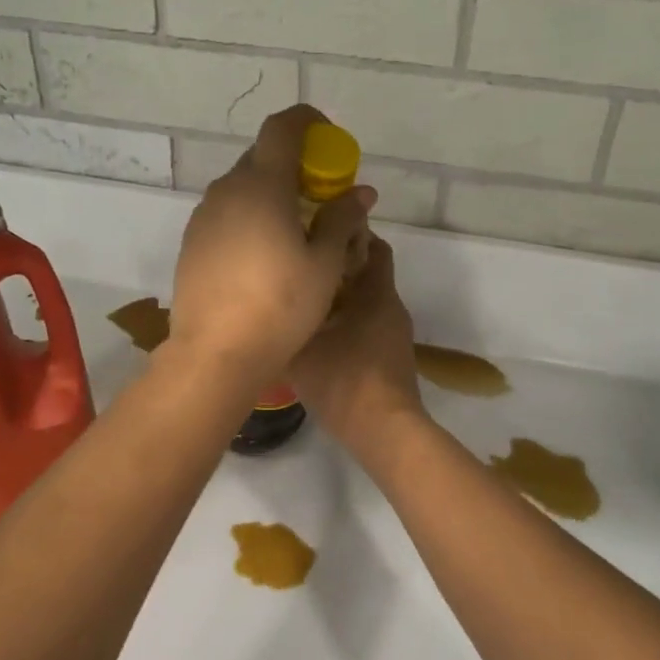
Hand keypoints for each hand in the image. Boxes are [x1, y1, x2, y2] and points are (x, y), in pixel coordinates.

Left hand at [167, 105, 375, 391]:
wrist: (215, 355)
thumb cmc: (280, 306)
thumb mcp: (324, 264)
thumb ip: (341, 219)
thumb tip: (359, 192)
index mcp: (262, 185)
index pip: (282, 128)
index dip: (308, 121)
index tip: (329, 137)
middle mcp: (227, 190)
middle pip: (263, 157)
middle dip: (296, 164)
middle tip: (323, 195)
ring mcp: (204, 216)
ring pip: (244, 187)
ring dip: (273, 192)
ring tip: (298, 229)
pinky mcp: (192, 242)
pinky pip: (228, 213)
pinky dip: (252, 216)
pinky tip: (266, 254)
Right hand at [288, 236, 424, 458]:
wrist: (384, 431)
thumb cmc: (344, 380)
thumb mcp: (301, 350)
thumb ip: (286, 321)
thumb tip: (266, 304)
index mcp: (375, 292)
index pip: (373, 245)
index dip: (350, 232)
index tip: (318, 228)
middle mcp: (389, 306)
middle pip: (367, 271)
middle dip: (338, 264)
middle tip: (301, 263)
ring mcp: (393, 333)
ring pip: (366, 300)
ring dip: (341, 294)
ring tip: (303, 297)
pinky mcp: (390, 356)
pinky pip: (367, 324)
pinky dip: (346, 320)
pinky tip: (318, 333)